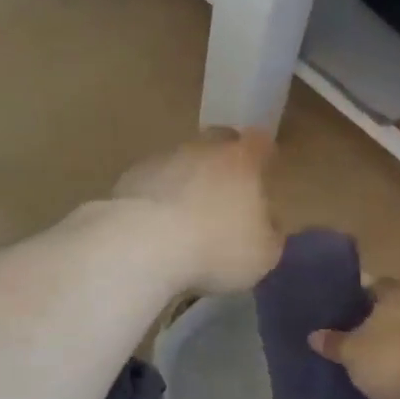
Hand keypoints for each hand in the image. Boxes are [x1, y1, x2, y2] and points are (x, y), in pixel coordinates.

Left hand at [111, 131, 282, 293]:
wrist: (143, 245)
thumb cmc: (215, 248)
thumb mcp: (262, 256)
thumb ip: (270, 235)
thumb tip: (266, 225)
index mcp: (241, 161)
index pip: (259, 143)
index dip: (263, 154)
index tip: (265, 168)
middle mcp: (202, 150)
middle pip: (217, 142)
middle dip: (223, 160)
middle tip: (226, 190)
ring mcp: (162, 159)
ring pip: (181, 161)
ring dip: (186, 181)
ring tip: (185, 216)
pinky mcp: (129, 178)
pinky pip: (152, 183)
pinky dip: (157, 198)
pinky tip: (156, 226)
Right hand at [309, 280, 399, 398]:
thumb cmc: (393, 358)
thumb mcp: (352, 352)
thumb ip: (333, 342)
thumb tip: (314, 335)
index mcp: (392, 293)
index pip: (366, 285)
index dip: (348, 296)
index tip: (329, 310)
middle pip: (382, 312)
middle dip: (363, 325)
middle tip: (337, 338)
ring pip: (397, 338)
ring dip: (381, 350)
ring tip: (355, 364)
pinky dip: (397, 372)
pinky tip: (379, 387)